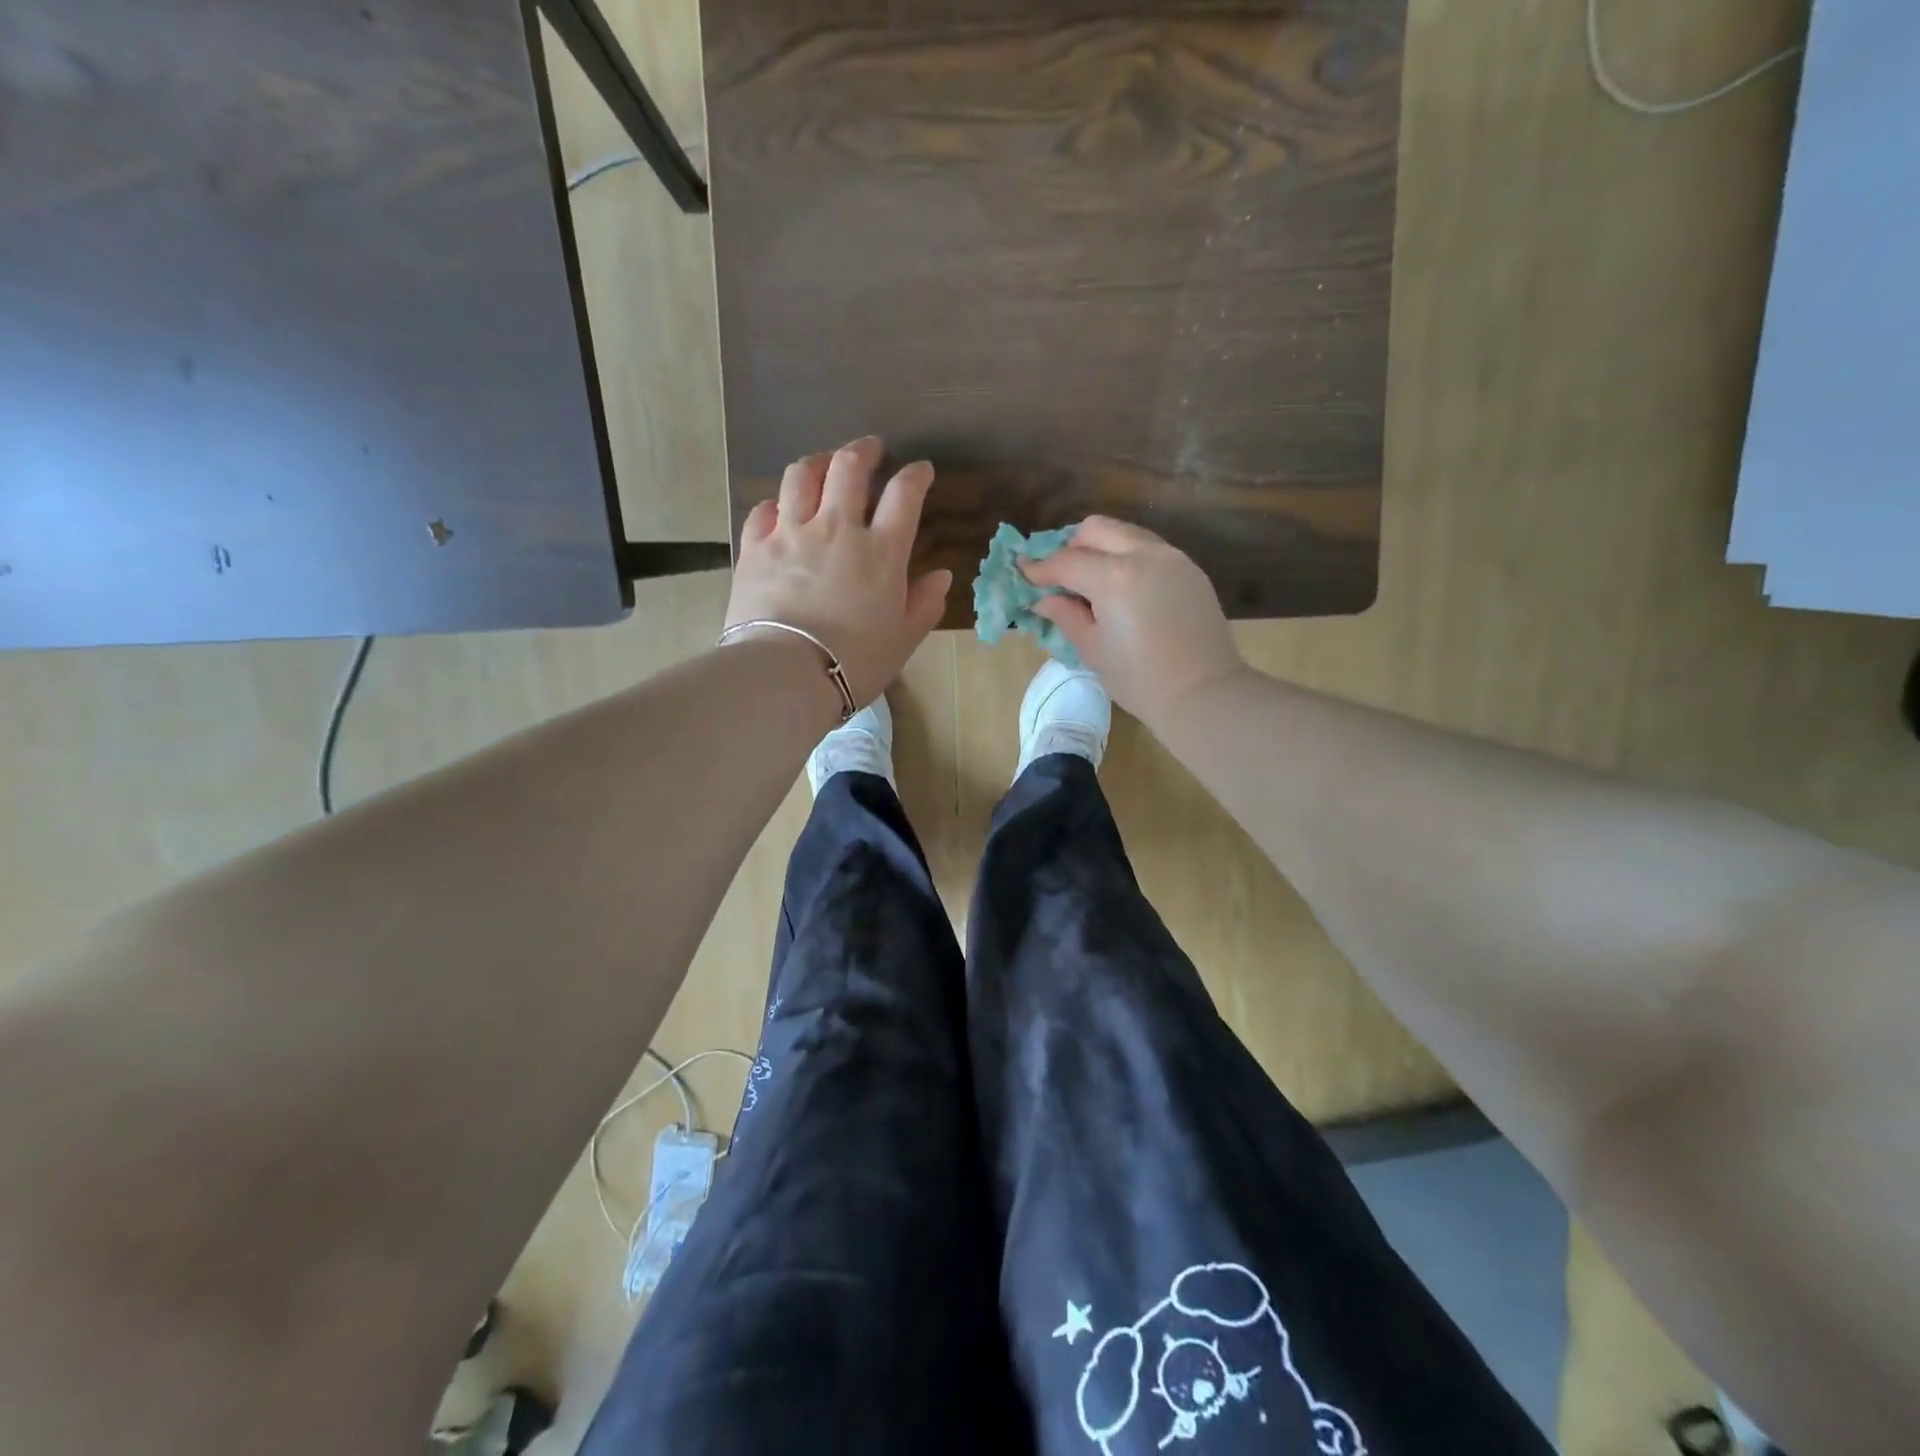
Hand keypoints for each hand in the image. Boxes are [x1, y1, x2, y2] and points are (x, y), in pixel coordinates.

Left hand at [725, 437, 951, 706]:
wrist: (786, 674)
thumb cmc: (855, 662)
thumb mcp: (904, 639)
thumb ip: (925, 604)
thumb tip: (941, 576)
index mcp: (881, 551)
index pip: (904, 494)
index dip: (915, 475)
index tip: (920, 470)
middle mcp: (837, 528)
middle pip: (848, 467)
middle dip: (863, 450)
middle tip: (870, 450)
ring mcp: (791, 533)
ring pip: (801, 475)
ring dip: (817, 462)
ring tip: (824, 465)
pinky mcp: (755, 548)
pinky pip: (763, 510)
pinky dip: (776, 504)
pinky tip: (780, 510)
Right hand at [1021, 516, 1246, 731]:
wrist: (1203, 693)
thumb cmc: (1139, 679)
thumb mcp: (1093, 649)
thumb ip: (1066, 615)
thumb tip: (1044, 599)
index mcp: (1115, 577)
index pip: (1066, 561)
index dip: (1040, 568)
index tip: (1023, 572)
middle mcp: (1144, 555)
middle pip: (1096, 529)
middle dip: (1072, 547)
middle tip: (1061, 576)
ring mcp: (1172, 558)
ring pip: (1126, 534)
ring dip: (1102, 548)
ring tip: (1091, 581)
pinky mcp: (1190, 570)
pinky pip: (1150, 550)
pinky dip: (1128, 558)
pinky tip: (1123, 589)